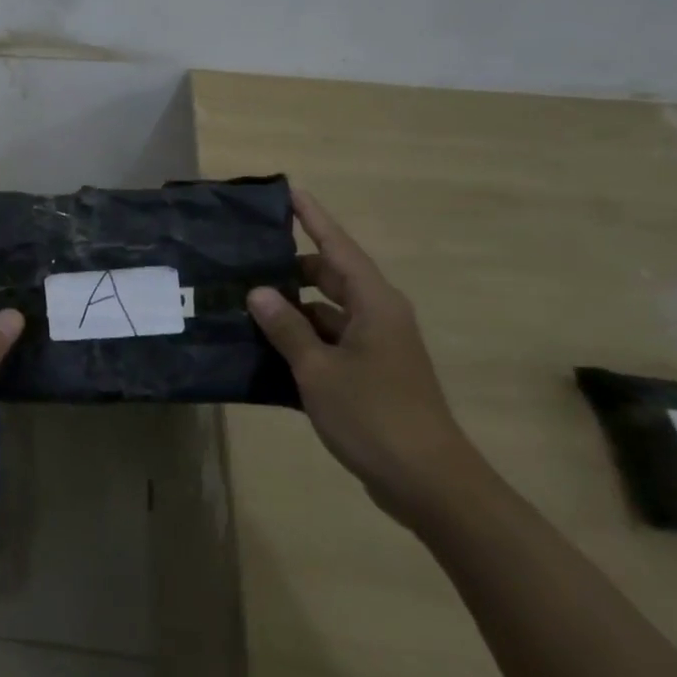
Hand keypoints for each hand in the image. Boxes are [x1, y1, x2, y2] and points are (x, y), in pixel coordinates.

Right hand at [247, 188, 479, 523]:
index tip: (289, 191)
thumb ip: (287, 328)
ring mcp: (377, 347)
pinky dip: (303, 338)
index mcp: (373, 303)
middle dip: (292, 266)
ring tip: (246, 300)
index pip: (337, 246)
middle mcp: (378, 316)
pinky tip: (267, 346)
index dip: (313, 218)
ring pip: (328, 311)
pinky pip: (331, 341)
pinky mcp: (372, 375)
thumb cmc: (375, 415)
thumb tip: (259, 292)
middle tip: (247, 255)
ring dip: (293, 307)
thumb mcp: (319, 369)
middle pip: (331, 276)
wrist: (430, 484)